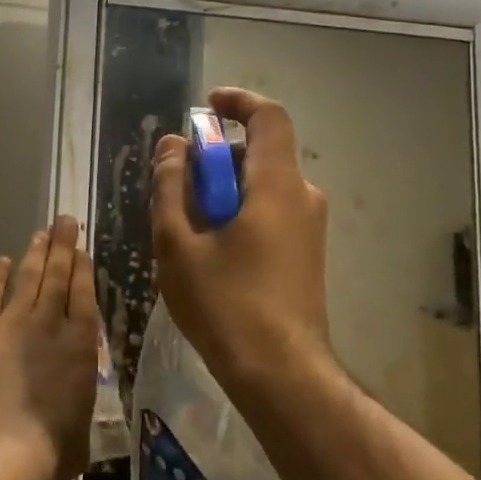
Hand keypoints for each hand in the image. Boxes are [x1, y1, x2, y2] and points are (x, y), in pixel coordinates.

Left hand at [0, 216, 98, 479]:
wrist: (3, 444)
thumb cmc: (51, 449)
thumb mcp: (80, 434)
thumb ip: (77, 414)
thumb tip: (75, 421)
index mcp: (81, 346)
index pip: (84, 296)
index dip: (82, 269)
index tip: (81, 249)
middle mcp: (51, 323)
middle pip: (58, 275)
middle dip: (62, 246)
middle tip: (64, 220)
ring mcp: (15, 321)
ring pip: (28, 277)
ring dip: (35, 253)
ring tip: (40, 233)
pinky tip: (1, 261)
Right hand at [151, 87, 330, 388]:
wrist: (282, 377)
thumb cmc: (226, 305)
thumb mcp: (179, 244)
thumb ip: (171, 187)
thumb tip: (172, 146)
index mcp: (276, 185)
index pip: (269, 118)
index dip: (238, 102)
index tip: (205, 107)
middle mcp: (302, 197)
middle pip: (259, 152)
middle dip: (215, 156)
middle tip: (177, 184)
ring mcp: (309, 227)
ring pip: (262, 184)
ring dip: (223, 188)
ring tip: (187, 225)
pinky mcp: (307, 253)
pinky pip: (271, 210)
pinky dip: (239, 210)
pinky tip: (211, 249)